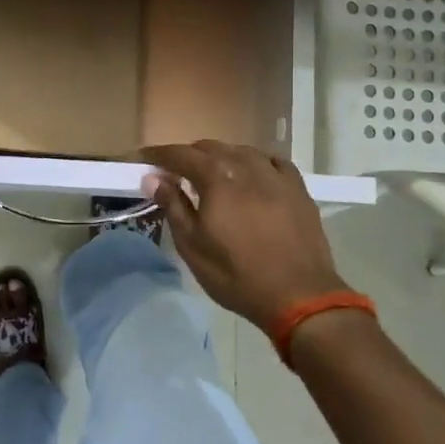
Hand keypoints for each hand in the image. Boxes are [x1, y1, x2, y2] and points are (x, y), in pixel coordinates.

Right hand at [142, 140, 351, 330]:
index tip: (145, 159)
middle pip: (211, 148)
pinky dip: (255, 163)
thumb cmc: (236, 274)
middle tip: (176, 173)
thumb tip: (153, 178)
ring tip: (213, 174)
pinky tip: (253, 175)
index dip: (160, 154)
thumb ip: (172, 206)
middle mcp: (247, 166)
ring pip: (242, 151)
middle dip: (190, 156)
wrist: (299, 295)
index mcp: (217, 178)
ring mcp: (276, 176)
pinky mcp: (298, 189)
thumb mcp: (193, 246)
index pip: (181, 155)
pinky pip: (272, 162)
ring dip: (221, 157)